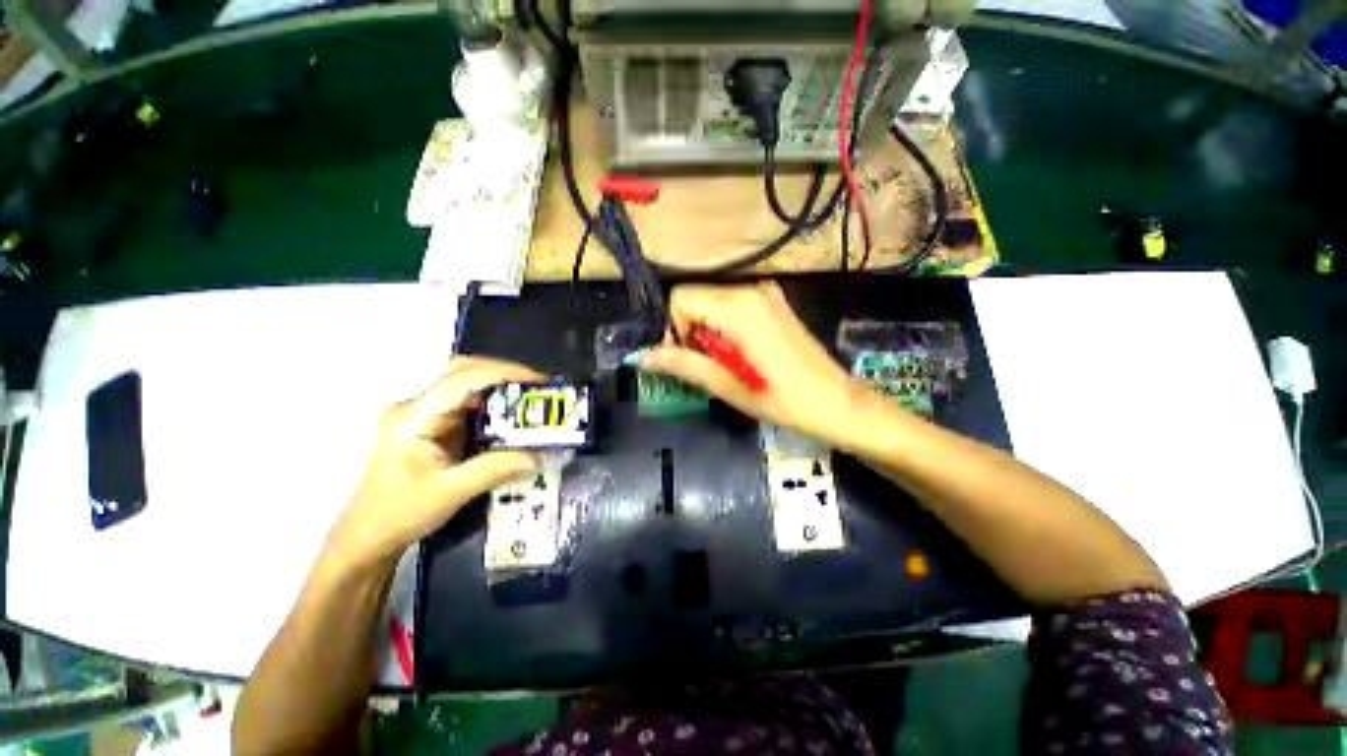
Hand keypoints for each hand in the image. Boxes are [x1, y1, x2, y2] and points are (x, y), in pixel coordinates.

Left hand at [325, 357, 542, 571]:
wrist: (369, 537)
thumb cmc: (399, 514)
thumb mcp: (451, 492)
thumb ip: (496, 469)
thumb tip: (539, 456)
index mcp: (414, 417)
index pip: (463, 379)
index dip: (504, 374)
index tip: (539, 382)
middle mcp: (418, 406)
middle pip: (463, 370)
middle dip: (504, 374)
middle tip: (538, 387)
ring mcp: (426, 414)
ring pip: (468, 384)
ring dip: (502, 388)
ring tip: (533, 400)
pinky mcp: (436, 425)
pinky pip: (471, 404)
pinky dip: (496, 406)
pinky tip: (515, 417)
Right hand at [641, 282, 862, 441]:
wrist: (837, 401)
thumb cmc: (785, 401)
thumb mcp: (730, 387)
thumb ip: (686, 365)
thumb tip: (644, 356)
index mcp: (739, 309)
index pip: (681, 298)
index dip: (674, 328)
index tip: (687, 358)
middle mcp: (751, 291)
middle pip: (695, 297)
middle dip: (688, 329)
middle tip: (706, 365)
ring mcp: (765, 293)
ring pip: (711, 301)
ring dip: (706, 330)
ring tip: (725, 362)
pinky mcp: (773, 302)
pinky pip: (731, 305)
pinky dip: (722, 325)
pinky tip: (739, 352)